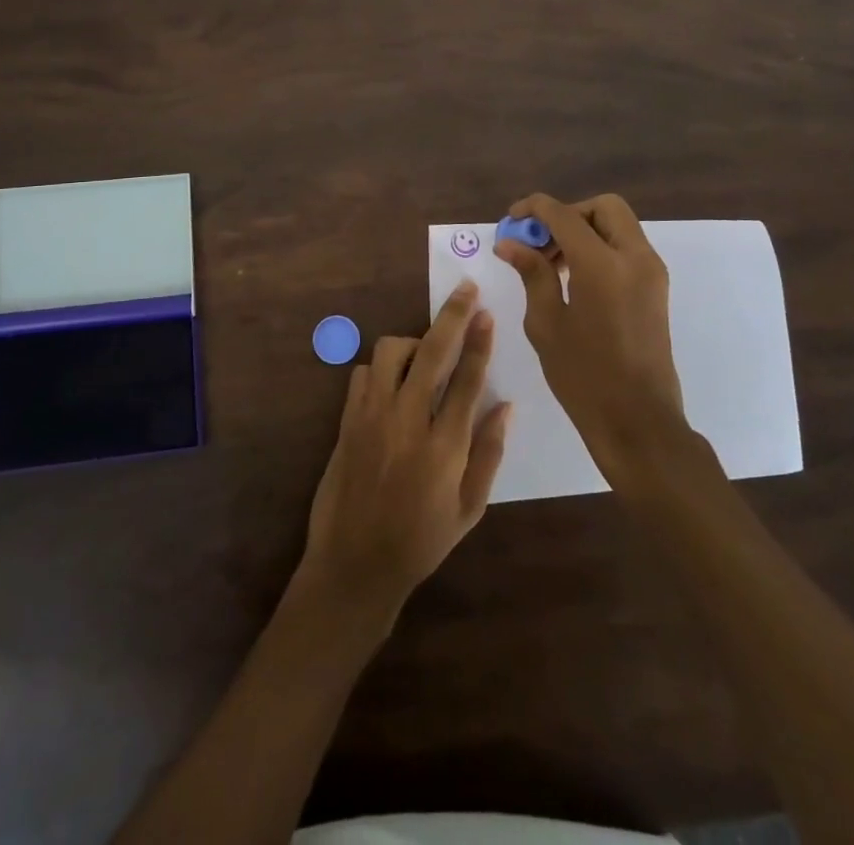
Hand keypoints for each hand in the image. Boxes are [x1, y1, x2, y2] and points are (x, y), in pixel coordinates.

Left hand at [298, 281, 511, 621]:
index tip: (486, 311)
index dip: (479, 341)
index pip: (467, 379)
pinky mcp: (347, 420)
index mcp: (445, 447)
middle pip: (432, 352)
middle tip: (465, 289)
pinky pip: (363, 373)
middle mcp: (407, 422)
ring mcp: (372, 417)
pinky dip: (382, 368)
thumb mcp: (469, 509)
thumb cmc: (420, 541)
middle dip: (452, 316)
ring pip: (391, 352)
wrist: (354, 564)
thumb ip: (489, 453)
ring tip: (426, 356)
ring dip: (413, 343)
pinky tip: (394, 383)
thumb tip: (507, 405)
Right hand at [495, 193, 685, 474]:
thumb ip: (532, 273)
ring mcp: (651, 273)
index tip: (511, 220)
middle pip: (603, 207)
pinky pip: (627, 248)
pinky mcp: (656, 289)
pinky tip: (574, 277)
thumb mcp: (546, 323)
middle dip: (568, 214)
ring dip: (584, 230)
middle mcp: (635, 258)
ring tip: (551, 263)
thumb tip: (510, 243)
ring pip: (618, 225)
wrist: (639, 422)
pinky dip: (601, 247)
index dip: (534, 209)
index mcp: (603, 265)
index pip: (565, 215)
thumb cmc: (584, 376)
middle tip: (540, 241)